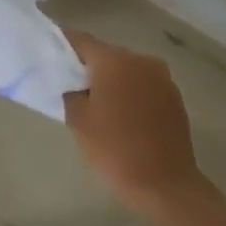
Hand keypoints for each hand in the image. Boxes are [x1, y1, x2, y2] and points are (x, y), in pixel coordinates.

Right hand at [62, 31, 208, 215]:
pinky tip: (123, 115)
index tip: (50, 55)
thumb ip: (71, 93)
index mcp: (114, 61)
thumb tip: (73, 85)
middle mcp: (140, 60)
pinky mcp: (174, 97)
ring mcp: (161, 78)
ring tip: (98, 103)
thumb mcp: (79, 121)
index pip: (81, 41)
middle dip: (89, 66)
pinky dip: (131, 93)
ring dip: (113, 80)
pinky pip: (144, 85)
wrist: (166, 184)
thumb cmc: (115, 149)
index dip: (64, 45)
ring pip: (127, 70)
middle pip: (106, 54)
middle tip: (72, 85)